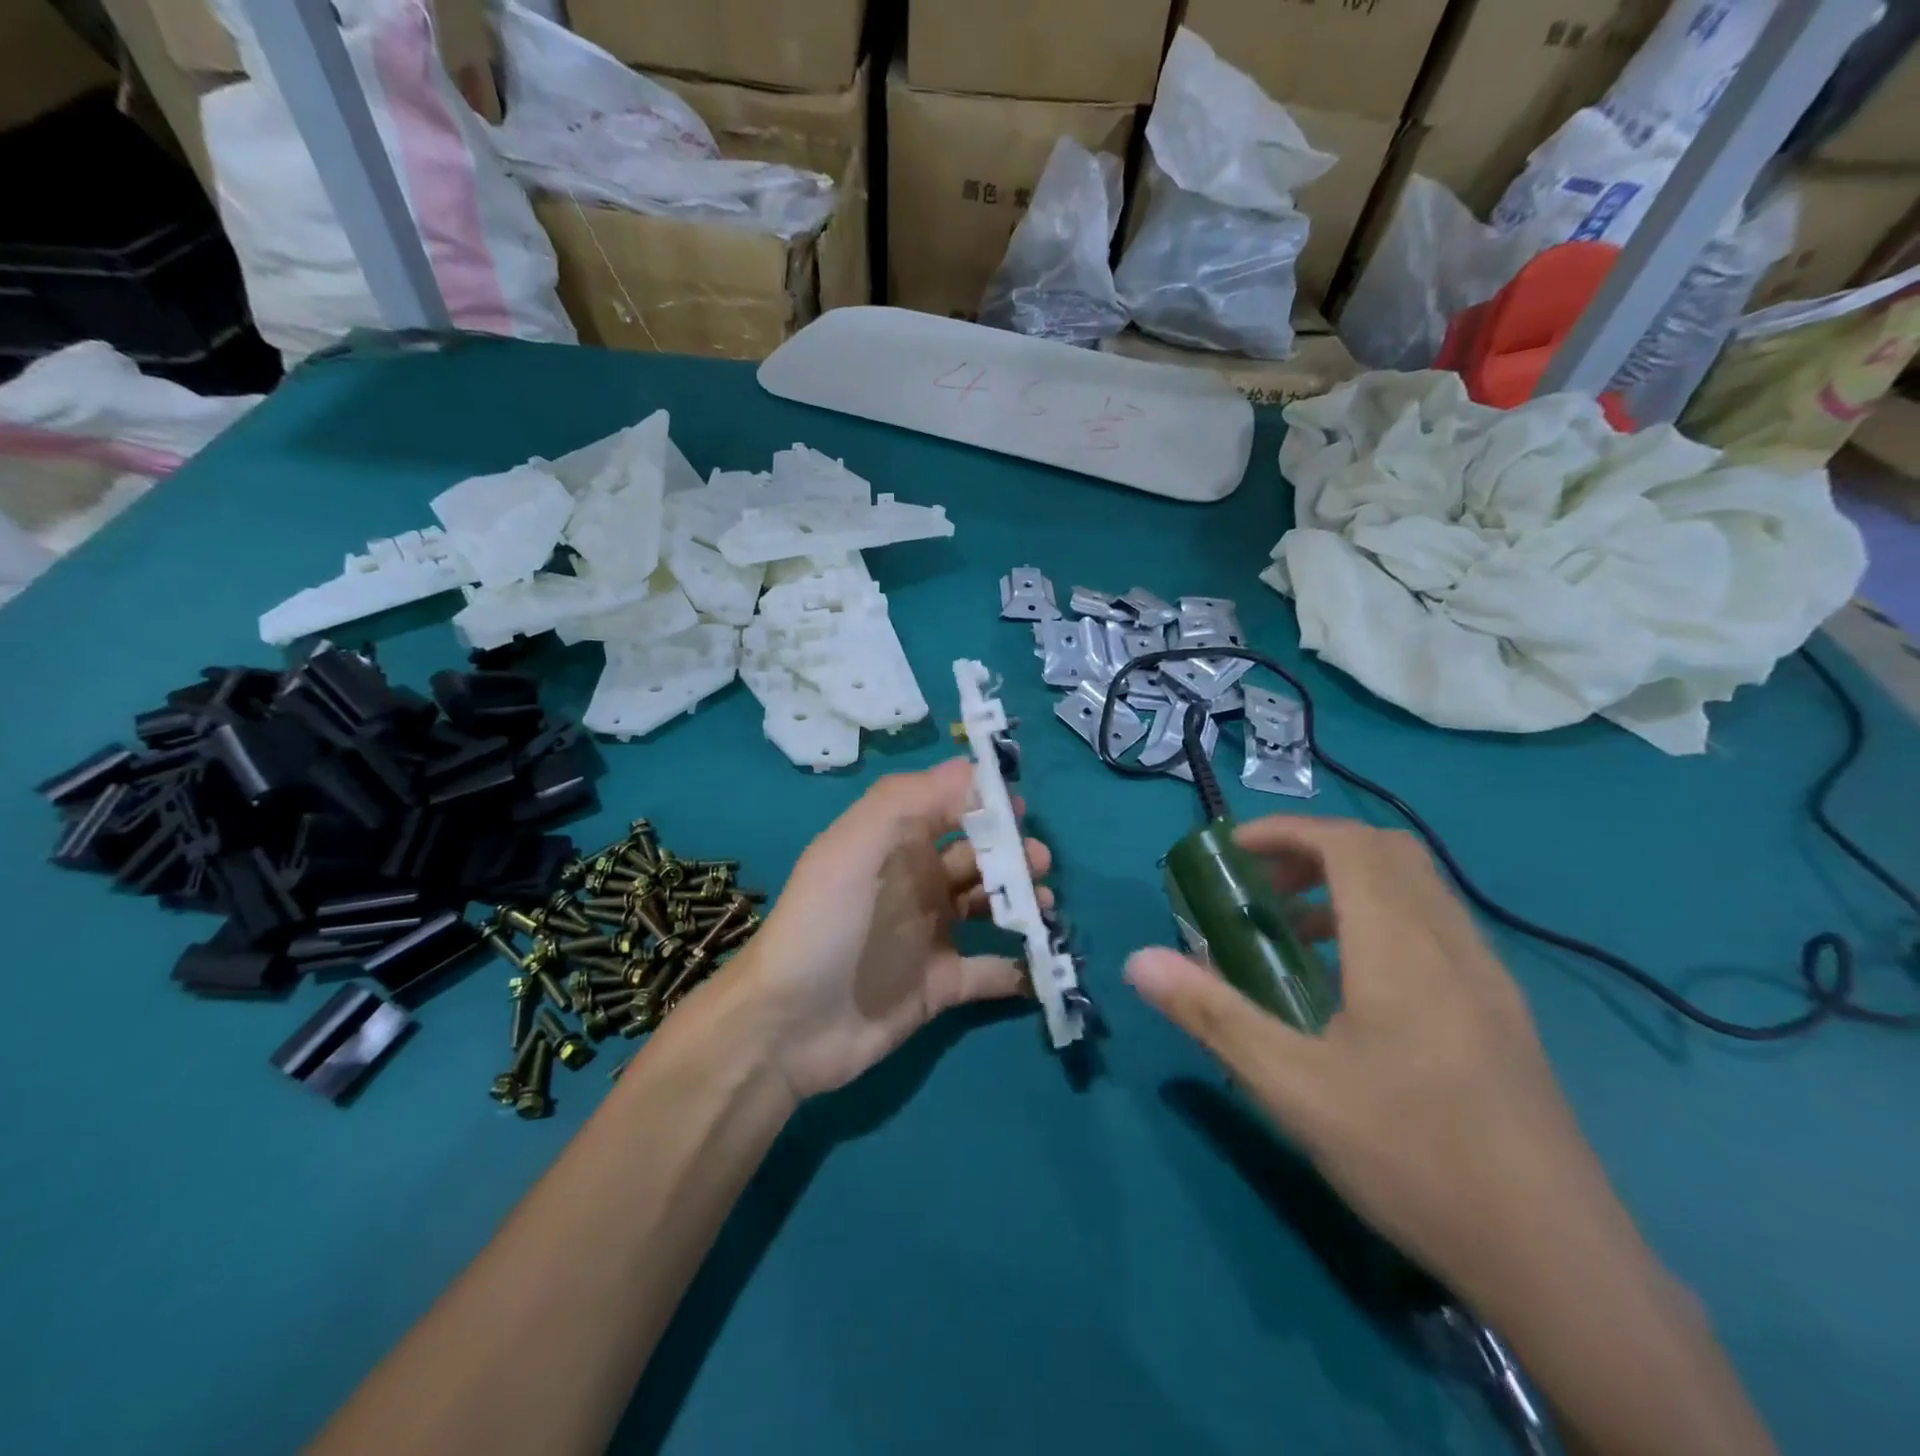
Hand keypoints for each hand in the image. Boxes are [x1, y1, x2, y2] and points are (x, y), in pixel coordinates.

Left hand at [727, 759, 1048, 1100]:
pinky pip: (990, 971)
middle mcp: (916, 882)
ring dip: (1022, 901)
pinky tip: (1038, 963)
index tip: (1020, 808)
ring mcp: (930, 935)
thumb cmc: (825, 924)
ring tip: (1044, 905)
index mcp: (896, 844)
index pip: (948, 807)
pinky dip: (1017, 967)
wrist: (789, 1025)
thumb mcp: (854, 847)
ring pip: (989, 906)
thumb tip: (972, 768)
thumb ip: (909, 800)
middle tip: (1039, 862)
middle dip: (1013, 852)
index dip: (985, 802)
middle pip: (978, 855)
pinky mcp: (940, 986)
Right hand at [1126, 817, 1614, 1301]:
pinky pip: (1437, 928)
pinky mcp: (1504, 1013)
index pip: (1347, 843)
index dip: (1286, 831)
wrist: (1559, 1264)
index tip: (1233, 852)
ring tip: (1296, 934)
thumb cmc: (1412, 1157)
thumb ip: (1211, 1014)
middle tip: (1263, 888)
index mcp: (1402, 947)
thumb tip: (1138, 960)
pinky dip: (1384, 920)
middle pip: (1387, 852)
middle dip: (1314, 850)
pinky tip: (1354, 988)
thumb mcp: (1291, 1086)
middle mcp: (1452, 943)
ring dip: (1350, 885)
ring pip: (1418, 888)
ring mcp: (1488, 978)